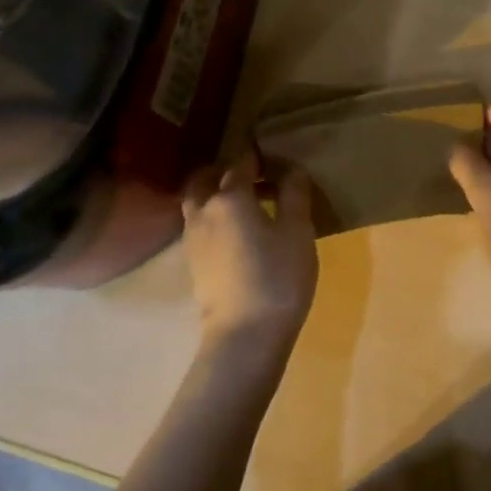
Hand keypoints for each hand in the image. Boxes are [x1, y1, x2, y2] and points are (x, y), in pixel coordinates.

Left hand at [182, 153, 318, 362]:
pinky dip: (214, 216)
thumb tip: (292, 170)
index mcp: (230, 198)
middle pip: (205, 179)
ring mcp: (193, 239)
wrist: (245, 335)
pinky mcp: (193, 262)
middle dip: (225, 170)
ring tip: (246, 203)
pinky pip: (199, 224)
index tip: (274, 156)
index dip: (257, 156)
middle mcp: (204, 211)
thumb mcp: (298, 231)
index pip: (241, 164)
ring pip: (197, 202)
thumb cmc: (278, 277)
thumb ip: (294, 195)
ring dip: (215, 193)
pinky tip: (238, 231)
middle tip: (253, 175)